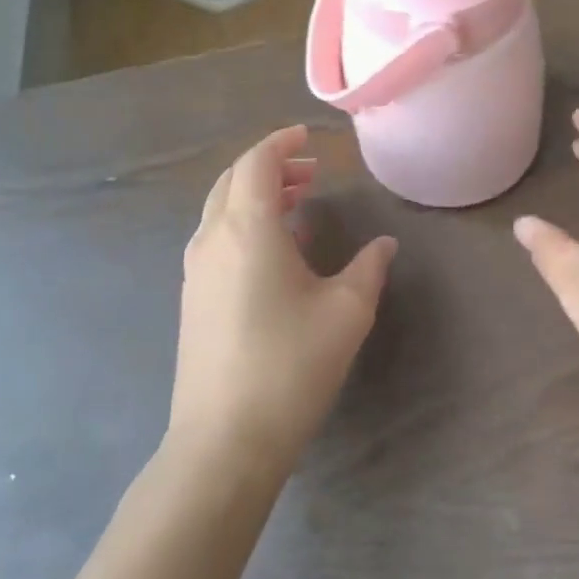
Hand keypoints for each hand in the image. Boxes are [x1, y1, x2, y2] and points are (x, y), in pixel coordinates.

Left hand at [170, 126, 396, 474]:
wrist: (225, 440)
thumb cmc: (291, 364)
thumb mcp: (346, 311)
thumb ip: (369, 268)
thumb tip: (384, 245)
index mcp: (247, 228)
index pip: (256, 163)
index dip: (281, 142)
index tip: (309, 137)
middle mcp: (213, 239)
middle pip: (233, 181)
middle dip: (269, 166)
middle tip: (309, 171)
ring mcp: (196, 271)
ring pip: (221, 210)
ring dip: (255, 196)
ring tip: (296, 203)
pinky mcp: (193, 299)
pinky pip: (217, 239)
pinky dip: (244, 224)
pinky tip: (276, 251)